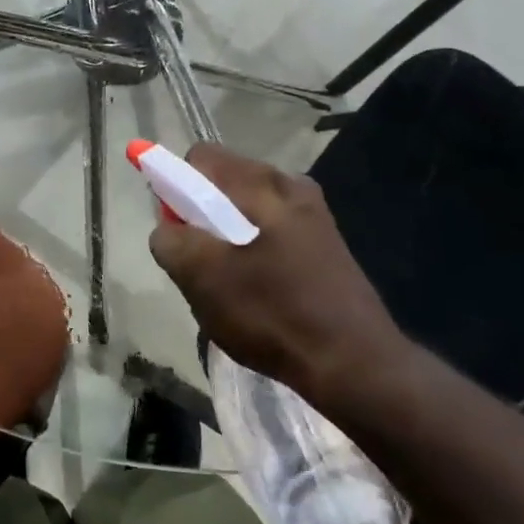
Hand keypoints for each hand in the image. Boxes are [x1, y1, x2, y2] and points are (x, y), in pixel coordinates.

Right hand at [147, 144, 411, 411]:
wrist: (355, 364)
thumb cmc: (273, 314)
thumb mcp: (203, 278)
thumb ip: (171, 242)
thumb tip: (168, 230)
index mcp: (262, 183)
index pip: (199, 158)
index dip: (174, 186)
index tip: (176, 230)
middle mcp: (291, 185)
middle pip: (223, 183)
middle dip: (199, 216)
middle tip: (199, 264)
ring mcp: (312, 215)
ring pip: (245, 211)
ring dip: (224, 239)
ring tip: (227, 285)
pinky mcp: (323, 244)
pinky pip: (269, 233)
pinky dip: (251, 253)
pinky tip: (257, 294)